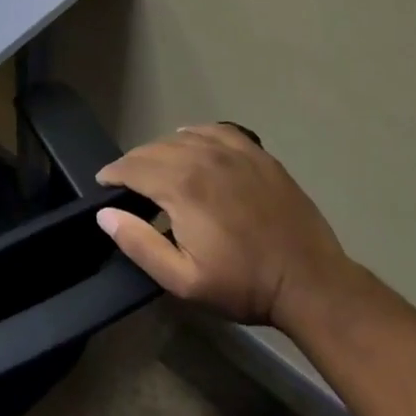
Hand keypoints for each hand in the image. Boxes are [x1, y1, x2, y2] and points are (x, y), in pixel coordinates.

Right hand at [95, 124, 351, 329]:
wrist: (311, 283)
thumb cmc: (243, 285)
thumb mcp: (183, 280)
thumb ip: (139, 244)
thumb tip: (106, 214)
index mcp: (181, 187)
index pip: (131, 167)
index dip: (112, 174)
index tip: (104, 185)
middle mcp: (202, 158)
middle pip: (152, 149)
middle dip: (133, 163)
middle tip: (127, 183)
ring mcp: (233, 152)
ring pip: (180, 137)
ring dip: (161, 150)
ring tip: (157, 169)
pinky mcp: (257, 154)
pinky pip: (215, 131)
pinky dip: (195, 134)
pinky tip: (192, 144)